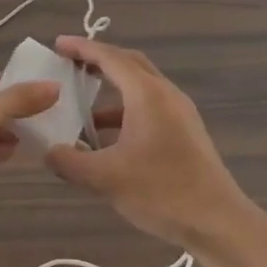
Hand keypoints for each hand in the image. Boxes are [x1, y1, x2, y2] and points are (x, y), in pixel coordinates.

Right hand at [42, 36, 254, 249]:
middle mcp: (166, 95)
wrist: (217, 221)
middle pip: (130, 64)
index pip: (110, 58)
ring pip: (141, 88)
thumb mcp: (105, 178)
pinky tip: (107, 138)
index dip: (83, 48)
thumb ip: (70, 162)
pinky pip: (150, 108)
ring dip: (111, 90)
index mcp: (147, 95)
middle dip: (99, 60)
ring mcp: (180, 114)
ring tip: (81, 105)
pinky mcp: (186, 133)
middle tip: (70, 64)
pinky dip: (125, 112)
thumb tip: (49, 152)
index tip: (58, 45)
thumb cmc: (160, 191)